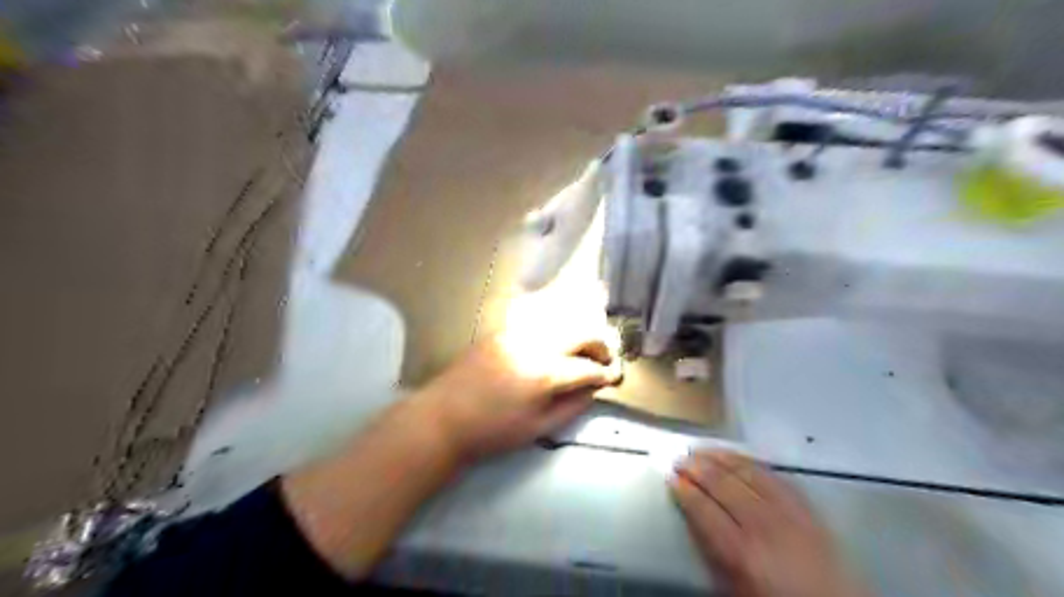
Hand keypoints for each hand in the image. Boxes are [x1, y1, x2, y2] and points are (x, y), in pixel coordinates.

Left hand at [411, 327, 619, 460]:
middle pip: (580, 331)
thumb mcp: (538, 428)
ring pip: (561, 320)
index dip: (605, 373)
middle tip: (603, 359)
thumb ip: (572, 406)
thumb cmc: (492, 431)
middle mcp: (534, 344)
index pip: (587, 367)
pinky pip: (538, 322)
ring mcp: (516, 333)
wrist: (443, 418)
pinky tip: (555, 345)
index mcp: (544, 373)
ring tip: (582, 351)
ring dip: (578, 333)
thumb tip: (593, 389)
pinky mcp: (502, 331)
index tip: (612, 378)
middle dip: (599, 344)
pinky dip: (555, 329)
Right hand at [671, 450, 872, 596]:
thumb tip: (694, 520)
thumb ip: (712, 554)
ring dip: (720, 457)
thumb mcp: (736, 589)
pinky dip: (750, 461)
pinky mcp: (807, 506)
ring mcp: (788, 511)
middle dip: (697, 468)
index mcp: (742, 552)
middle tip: (679, 458)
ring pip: (747, 472)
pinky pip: (774, 474)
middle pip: (723, 484)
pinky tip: (737, 456)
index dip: (684, 491)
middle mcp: (764, 524)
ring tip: (701, 450)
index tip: (670, 478)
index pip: (703, 509)